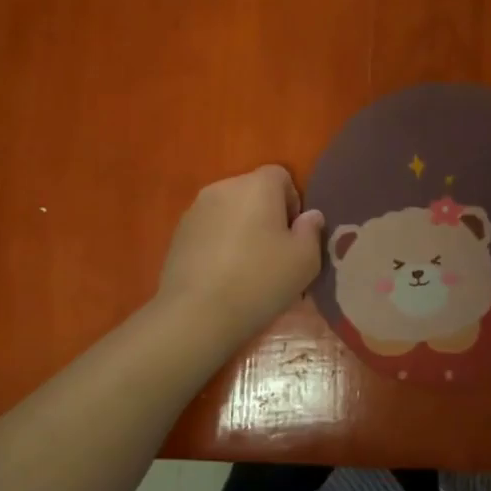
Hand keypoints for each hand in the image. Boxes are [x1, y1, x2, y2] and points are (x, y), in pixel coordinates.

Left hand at [156, 165, 323, 343]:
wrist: (197, 314)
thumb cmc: (260, 280)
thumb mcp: (305, 260)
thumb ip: (312, 230)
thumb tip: (310, 216)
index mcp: (257, 185)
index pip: (281, 176)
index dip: (292, 202)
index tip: (293, 235)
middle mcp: (223, 187)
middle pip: (253, 192)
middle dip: (266, 214)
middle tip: (274, 253)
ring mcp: (195, 210)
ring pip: (229, 211)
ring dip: (241, 228)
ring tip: (246, 267)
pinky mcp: (178, 234)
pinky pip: (209, 229)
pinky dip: (219, 243)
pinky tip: (222, 275)